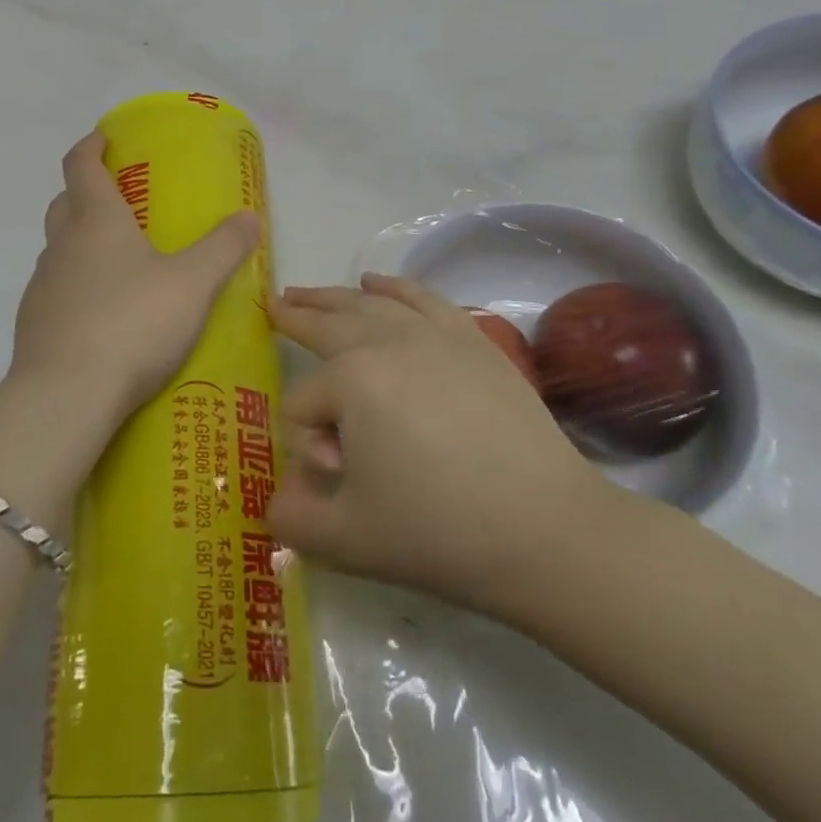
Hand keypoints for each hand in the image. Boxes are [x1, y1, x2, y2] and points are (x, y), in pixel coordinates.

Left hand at [7, 132, 259, 424]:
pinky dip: (75, 288)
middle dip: (85, 193)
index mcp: (96, 221)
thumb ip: (223, 248)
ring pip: (58, 249)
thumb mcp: (192, 283)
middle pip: (64, 204)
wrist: (67, 395)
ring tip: (119, 265)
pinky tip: (102, 316)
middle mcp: (62, 245)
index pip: (80, 165)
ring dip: (80, 244)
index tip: (103, 138)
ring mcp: (41, 286)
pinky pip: (55, 291)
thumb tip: (249, 217)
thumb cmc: (133, 323)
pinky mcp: (33, 325)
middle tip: (120, 203)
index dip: (91, 146)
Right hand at [266, 273, 615, 616]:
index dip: (306, 442)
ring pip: (370, 303)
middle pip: (328, 324)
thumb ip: (292, 520)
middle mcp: (387, 342)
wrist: (546, 530)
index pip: (303, 403)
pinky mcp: (472, 339)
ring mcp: (434, 334)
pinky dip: (394, 286)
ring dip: (333, 296)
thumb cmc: (439, 533)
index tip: (338, 478)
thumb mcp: (347, 539)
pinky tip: (375, 281)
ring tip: (307, 292)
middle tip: (273, 304)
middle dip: (296, 316)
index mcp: (351, 381)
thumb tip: (274, 502)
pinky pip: (422, 298)